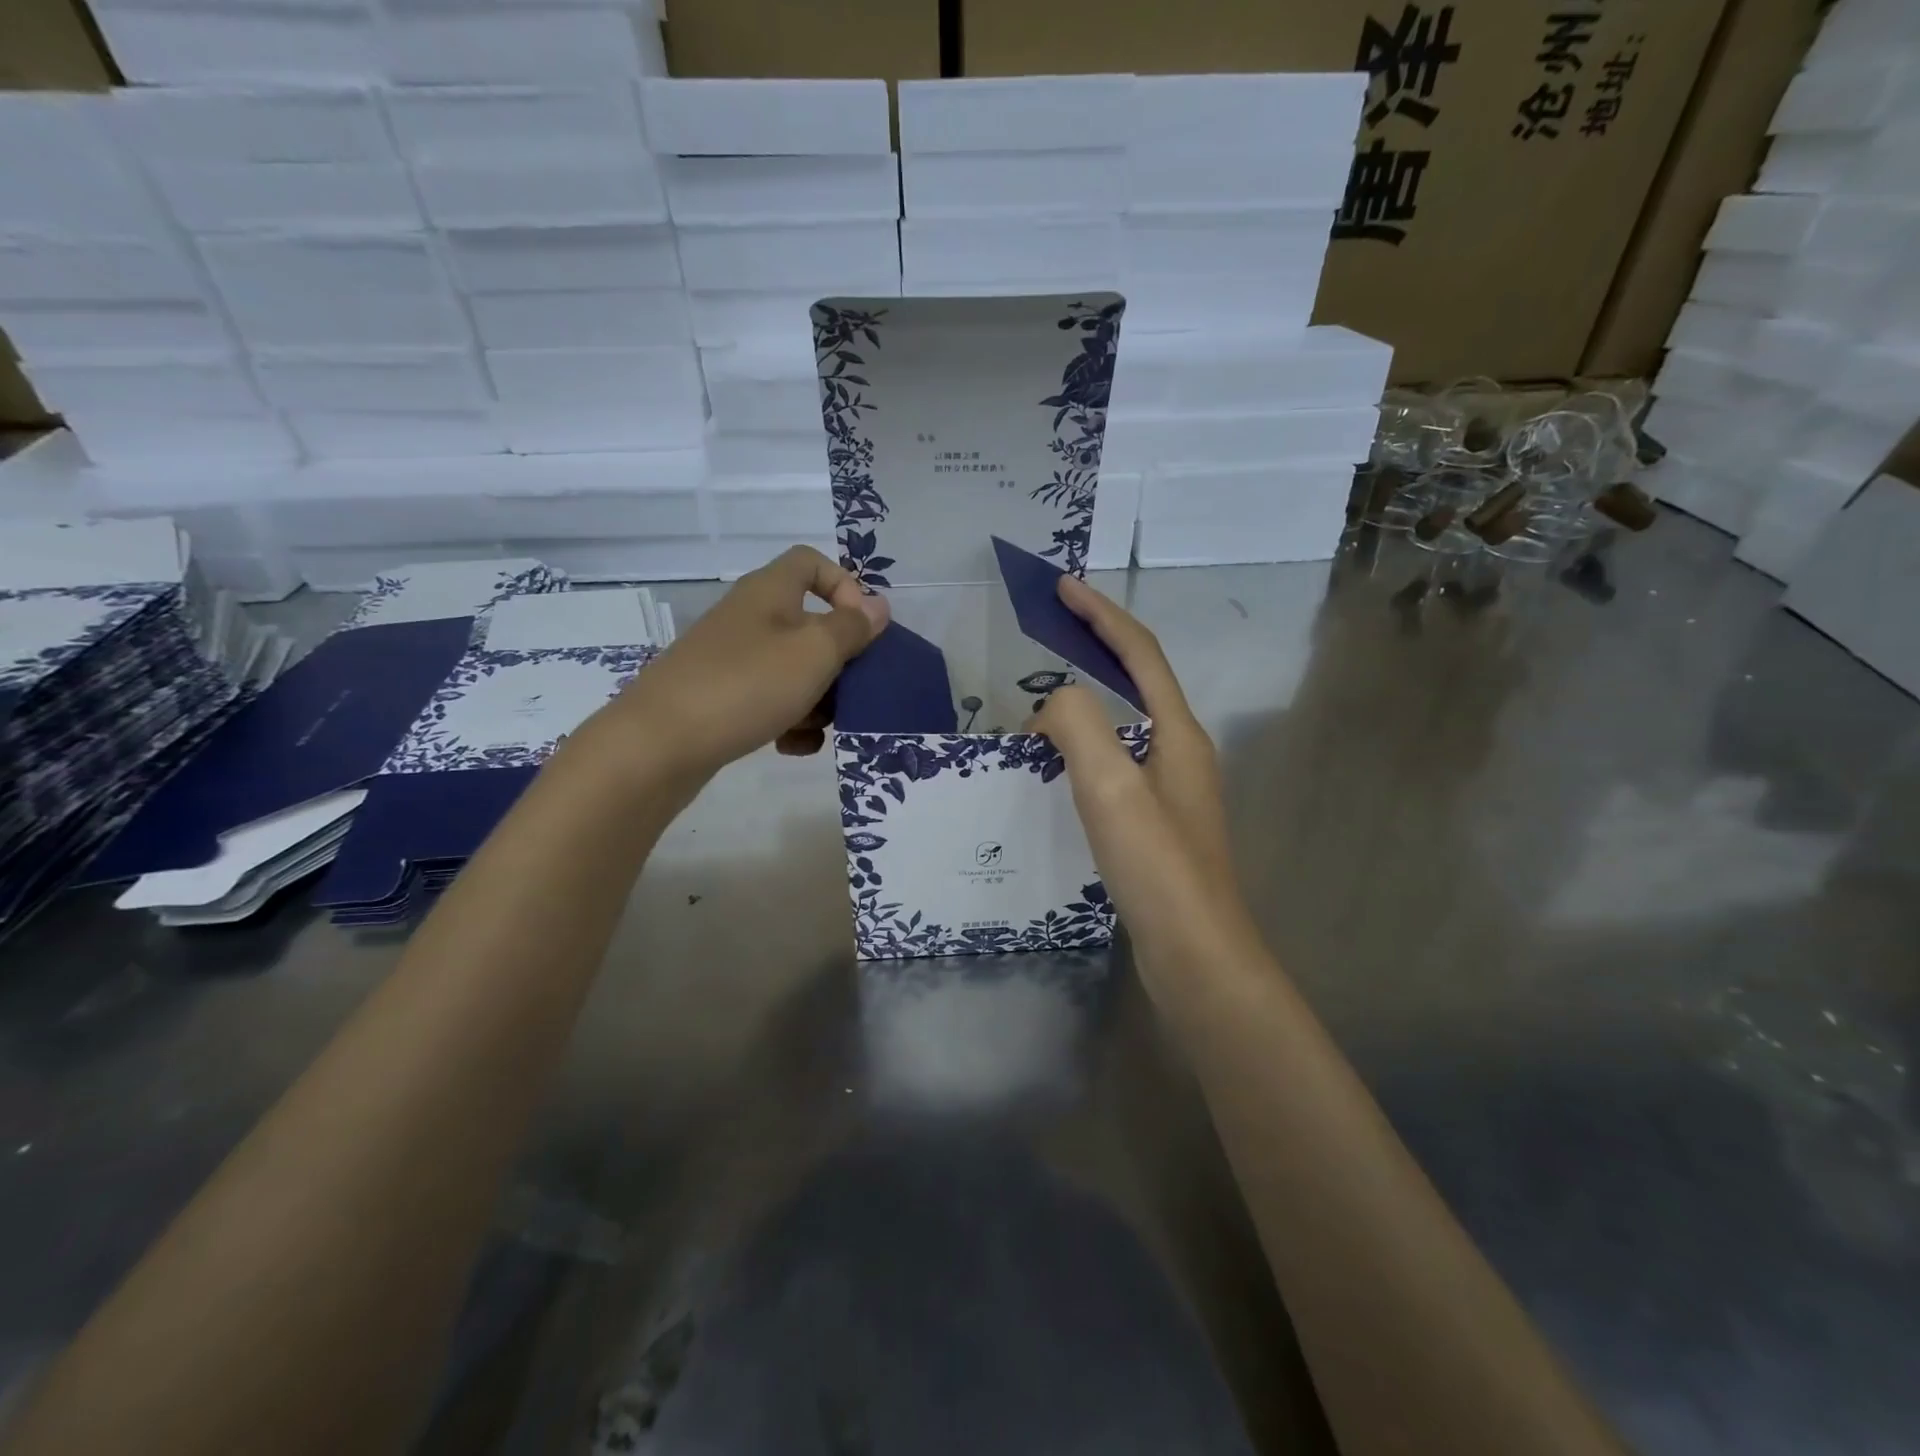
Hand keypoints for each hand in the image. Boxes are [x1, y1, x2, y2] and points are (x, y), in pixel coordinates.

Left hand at [576, 546, 889, 781]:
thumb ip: (852, 628)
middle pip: (808, 624)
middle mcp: (749, 618)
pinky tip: (793, 747)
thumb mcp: (814, 652)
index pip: (810, 562)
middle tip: (852, 690)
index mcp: (769, 592)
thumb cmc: (747, 684)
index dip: (844, 587)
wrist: (661, 743)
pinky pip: (769, 701)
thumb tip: (878, 606)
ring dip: (817, 698)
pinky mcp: (721, 698)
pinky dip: (788, 721)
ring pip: (792, 669)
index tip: (861, 628)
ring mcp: (731, 660)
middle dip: (837, 660)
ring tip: (820, 728)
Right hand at [1031, 575, 1249, 960]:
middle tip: (1051, 631)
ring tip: (1044, 694)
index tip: (1063, 587)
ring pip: (1127, 722)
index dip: (1101, 615)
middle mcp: (1182, 751)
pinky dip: (1086, 742)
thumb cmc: (1157, 867)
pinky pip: (1117, 760)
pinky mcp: (1157, 821)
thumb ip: (1079, 726)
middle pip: (1138, 679)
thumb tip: (1053, 705)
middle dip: (1098, 645)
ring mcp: (1173, 788)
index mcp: (1177, 733)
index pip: (1139, 653)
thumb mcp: (1110, 787)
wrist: (1196, 954)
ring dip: (1090, 695)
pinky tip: (1059, 763)